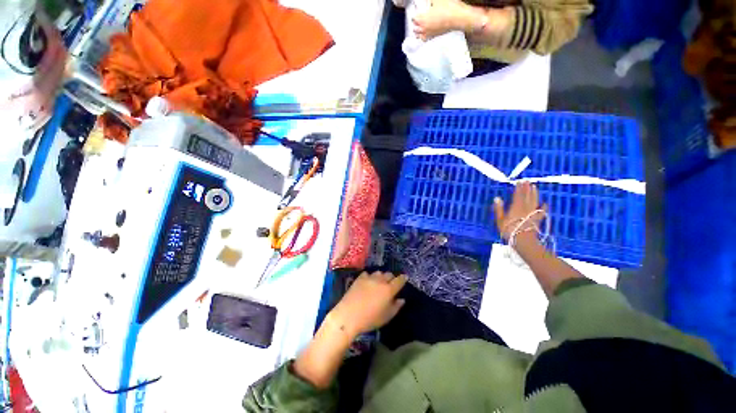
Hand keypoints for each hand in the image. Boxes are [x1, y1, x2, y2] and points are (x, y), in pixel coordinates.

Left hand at [328, 272, 406, 338]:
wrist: (348, 315)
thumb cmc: (370, 319)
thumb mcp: (386, 317)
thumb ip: (396, 307)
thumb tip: (402, 299)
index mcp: (389, 290)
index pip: (399, 280)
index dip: (403, 278)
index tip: (405, 277)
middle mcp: (380, 281)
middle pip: (389, 274)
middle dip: (391, 278)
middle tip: (390, 284)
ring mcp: (369, 278)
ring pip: (378, 273)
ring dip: (381, 277)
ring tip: (379, 283)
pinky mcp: (359, 278)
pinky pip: (367, 274)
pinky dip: (369, 277)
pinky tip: (367, 282)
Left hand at [412, 0, 478, 39]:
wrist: (458, 18)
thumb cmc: (448, 8)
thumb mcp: (437, 0)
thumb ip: (430, 1)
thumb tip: (429, 1)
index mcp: (422, 18)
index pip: (413, 18)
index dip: (415, 14)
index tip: (417, 12)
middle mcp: (423, 28)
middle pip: (414, 28)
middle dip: (415, 24)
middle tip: (418, 19)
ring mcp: (428, 34)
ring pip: (418, 35)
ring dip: (418, 31)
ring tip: (420, 27)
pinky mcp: (433, 37)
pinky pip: (424, 39)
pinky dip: (423, 36)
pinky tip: (425, 33)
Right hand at [493, 182, 546, 240]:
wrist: (523, 240)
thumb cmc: (509, 230)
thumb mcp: (500, 220)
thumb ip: (499, 208)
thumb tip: (497, 198)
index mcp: (515, 207)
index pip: (518, 195)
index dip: (519, 188)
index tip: (519, 181)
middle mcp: (525, 207)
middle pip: (527, 196)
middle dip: (527, 188)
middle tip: (528, 181)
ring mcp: (532, 213)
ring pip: (534, 201)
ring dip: (535, 193)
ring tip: (534, 187)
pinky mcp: (537, 219)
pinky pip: (541, 211)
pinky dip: (543, 206)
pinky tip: (545, 203)